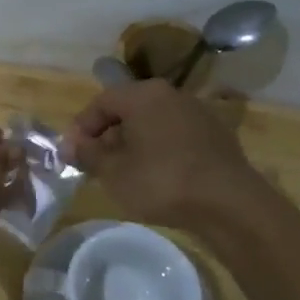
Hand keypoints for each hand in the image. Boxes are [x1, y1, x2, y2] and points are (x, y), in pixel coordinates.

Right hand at [64, 80, 266, 232]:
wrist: (230, 205)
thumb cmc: (161, 182)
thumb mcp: (113, 172)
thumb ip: (87, 154)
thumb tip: (69, 144)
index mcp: (143, 94)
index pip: (101, 102)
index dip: (82, 127)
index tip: (72, 153)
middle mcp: (171, 94)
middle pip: (128, 109)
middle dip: (108, 135)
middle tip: (96, 164)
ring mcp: (198, 113)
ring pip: (153, 122)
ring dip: (134, 143)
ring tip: (124, 173)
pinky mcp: (216, 135)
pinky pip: (175, 136)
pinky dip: (160, 150)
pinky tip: (157, 176)